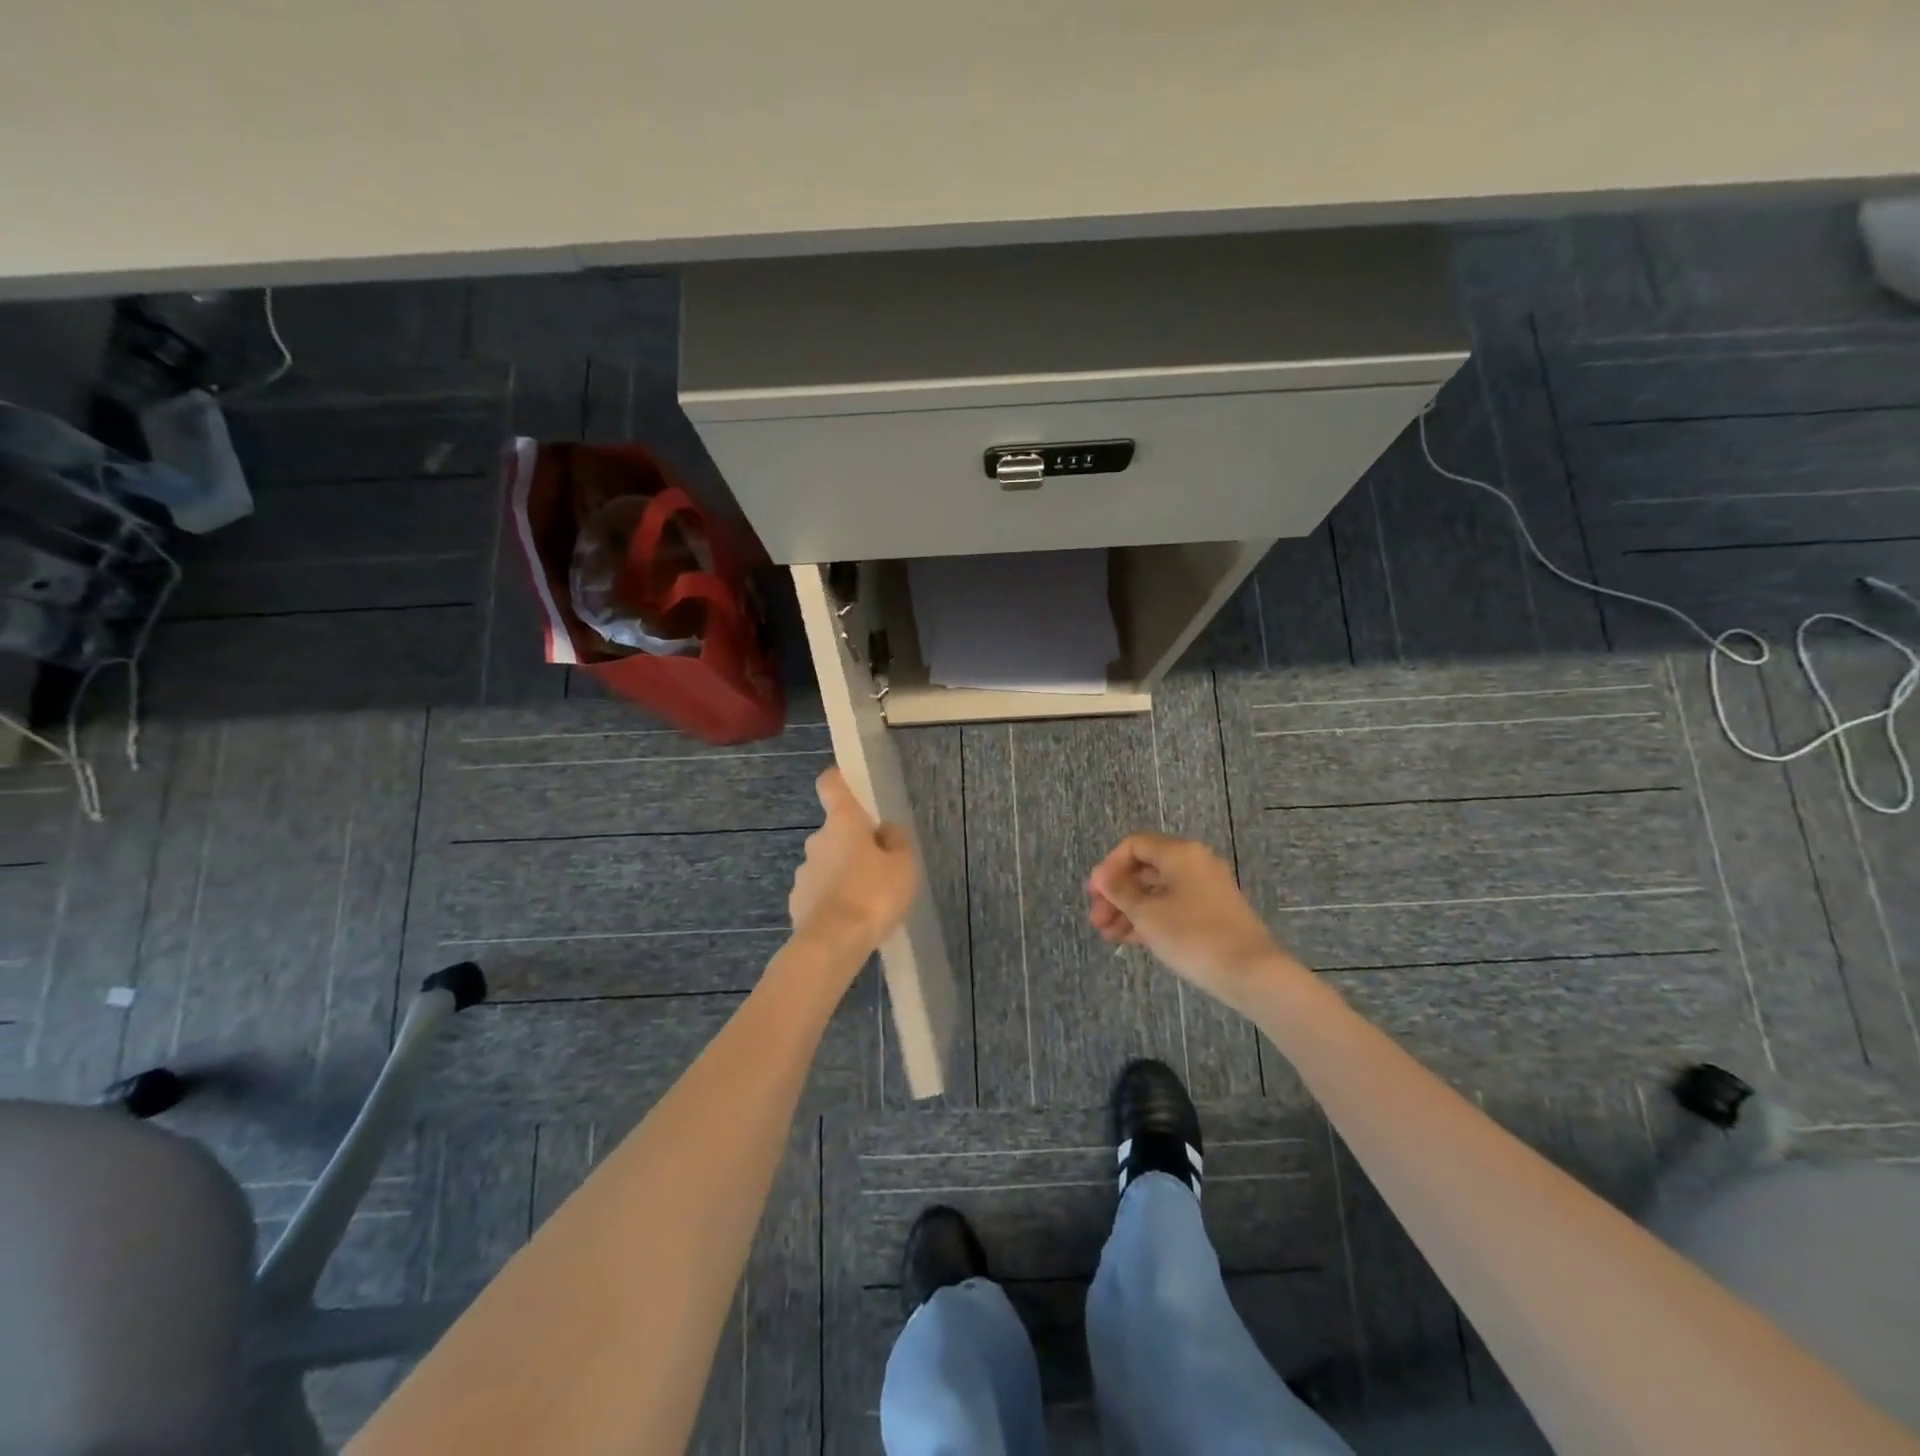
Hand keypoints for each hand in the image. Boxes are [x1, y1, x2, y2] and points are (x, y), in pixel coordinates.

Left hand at [789, 768, 918, 951]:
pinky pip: (819, 892)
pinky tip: (851, 920)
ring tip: (867, 900)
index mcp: (843, 823)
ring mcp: (804, 872)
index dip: (838, 780)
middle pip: (835, 832)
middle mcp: (817, 840)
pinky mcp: (797, 902)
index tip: (848, 785)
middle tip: (880, 867)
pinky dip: (833, 899)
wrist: (833, 943)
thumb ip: (897, 841)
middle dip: (854, 844)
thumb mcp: (904, 865)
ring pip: (827, 863)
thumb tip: (885, 830)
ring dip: (843, 873)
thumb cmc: (873, 894)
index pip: (831, 785)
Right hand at [1087, 833, 1287, 1006]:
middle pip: (1145, 869)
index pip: (1134, 845)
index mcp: (1179, 853)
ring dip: (1130, 909)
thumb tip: (1102, 875)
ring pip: (1158, 891)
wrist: (1251, 972)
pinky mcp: (1213, 912)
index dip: (1108, 867)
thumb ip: (1119, 891)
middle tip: (1096, 920)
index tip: (1094, 894)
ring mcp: (1206, 888)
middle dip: (1116, 893)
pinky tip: (1130, 939)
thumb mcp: (1147, 913)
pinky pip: (1173, 906)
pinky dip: (1151, 918)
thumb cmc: (1192, 935)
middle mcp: (1194, 862)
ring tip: (1108, 935)